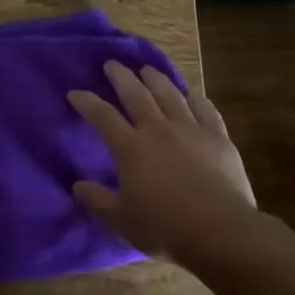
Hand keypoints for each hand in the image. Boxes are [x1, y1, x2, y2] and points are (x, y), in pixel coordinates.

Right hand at [68, 62, 256, 260]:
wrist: (219, 230)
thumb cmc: (164, 227)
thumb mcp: (121, 220)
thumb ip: (97, 200)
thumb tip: (77, 186)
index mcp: (130, 148)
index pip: (102, 116)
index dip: (86, 102)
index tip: (75, 93)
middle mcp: (158, 130)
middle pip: (136, 95)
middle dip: (121, 77)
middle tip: (112, 64)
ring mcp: (191, 130)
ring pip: (171, 95)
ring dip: (157, 79)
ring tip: (148, 69)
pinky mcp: (218, 138)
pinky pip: (206, 111)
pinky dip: (197, 100)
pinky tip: (193, 95)